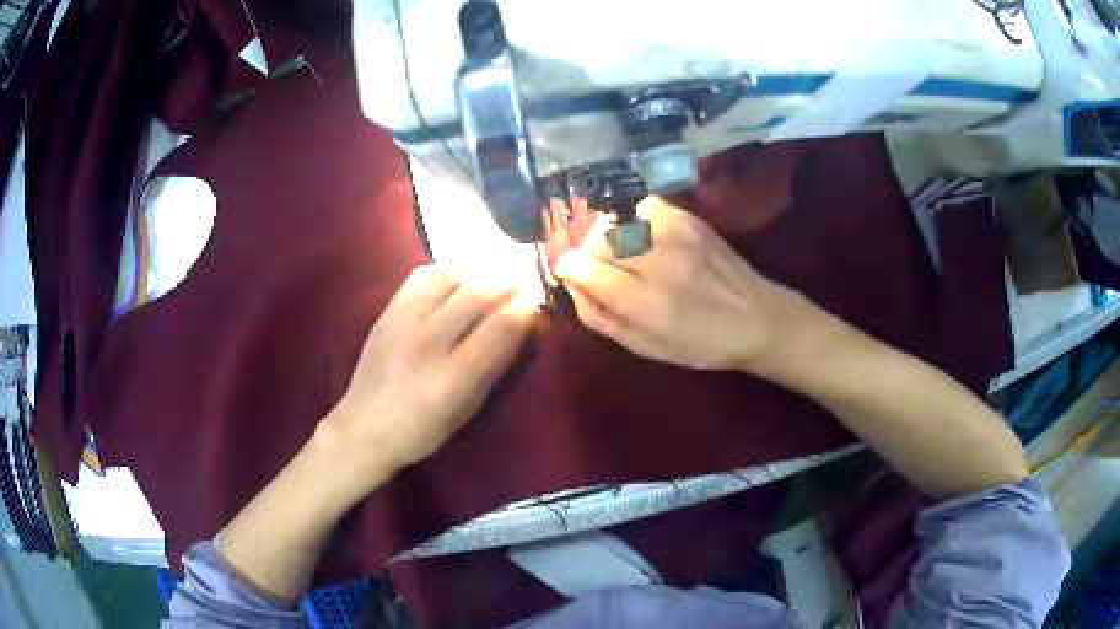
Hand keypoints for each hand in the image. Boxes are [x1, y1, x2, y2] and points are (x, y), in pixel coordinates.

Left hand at [323, 265, 538, 483]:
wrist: (364, 427)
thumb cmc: (422, 430)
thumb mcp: (467, 408)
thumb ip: (495, 365)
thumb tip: (524, 326)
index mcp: (453, 377)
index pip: (501, 326)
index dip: (528, 308)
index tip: (539, 303)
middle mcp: (428, 342)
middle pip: (479, 293)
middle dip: (510, 283)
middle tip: (524, 283)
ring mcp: (403, 322)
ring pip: (450, 276)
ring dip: (479, 272)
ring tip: (492, 278)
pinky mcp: (387, 312)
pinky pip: (421, 276)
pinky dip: (446, 272)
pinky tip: (457, 280)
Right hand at [555, 196, 809, 372]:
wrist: (757, 318)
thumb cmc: (700, 344)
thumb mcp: (645, 347)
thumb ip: (601, 317)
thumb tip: (572, 284)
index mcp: (647, 303)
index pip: (584, 267)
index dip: (567, 267)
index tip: (569, 273)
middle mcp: (660, 262)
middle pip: (598, 239)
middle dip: (588, 253)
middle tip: (600, 270)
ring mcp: (677, 234)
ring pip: (618, 219)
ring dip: (609, 236)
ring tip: (622, 253)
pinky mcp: (690, 219)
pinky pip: (643, 207)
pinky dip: (633, 219)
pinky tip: (643, 237)